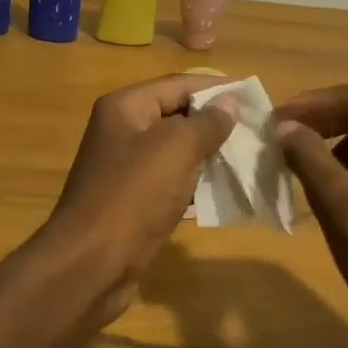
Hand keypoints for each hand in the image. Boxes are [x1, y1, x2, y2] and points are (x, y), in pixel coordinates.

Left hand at [40, 75, 238, 319]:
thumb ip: (207, 123)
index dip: (216, 88)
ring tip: (248, 158)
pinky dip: (194, 183)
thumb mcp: (176, 149)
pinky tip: (223, 190)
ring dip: (208, 154)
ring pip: (175, 151)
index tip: (254, 97)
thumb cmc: (134, 195)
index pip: (178, 84)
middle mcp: (122, 131)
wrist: (91, 263)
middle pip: (176, 115)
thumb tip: (230, 102)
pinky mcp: (132, 200)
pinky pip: (170, 181)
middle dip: (215, 122)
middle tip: (257, 130)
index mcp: (125, 107)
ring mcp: (125, 167)